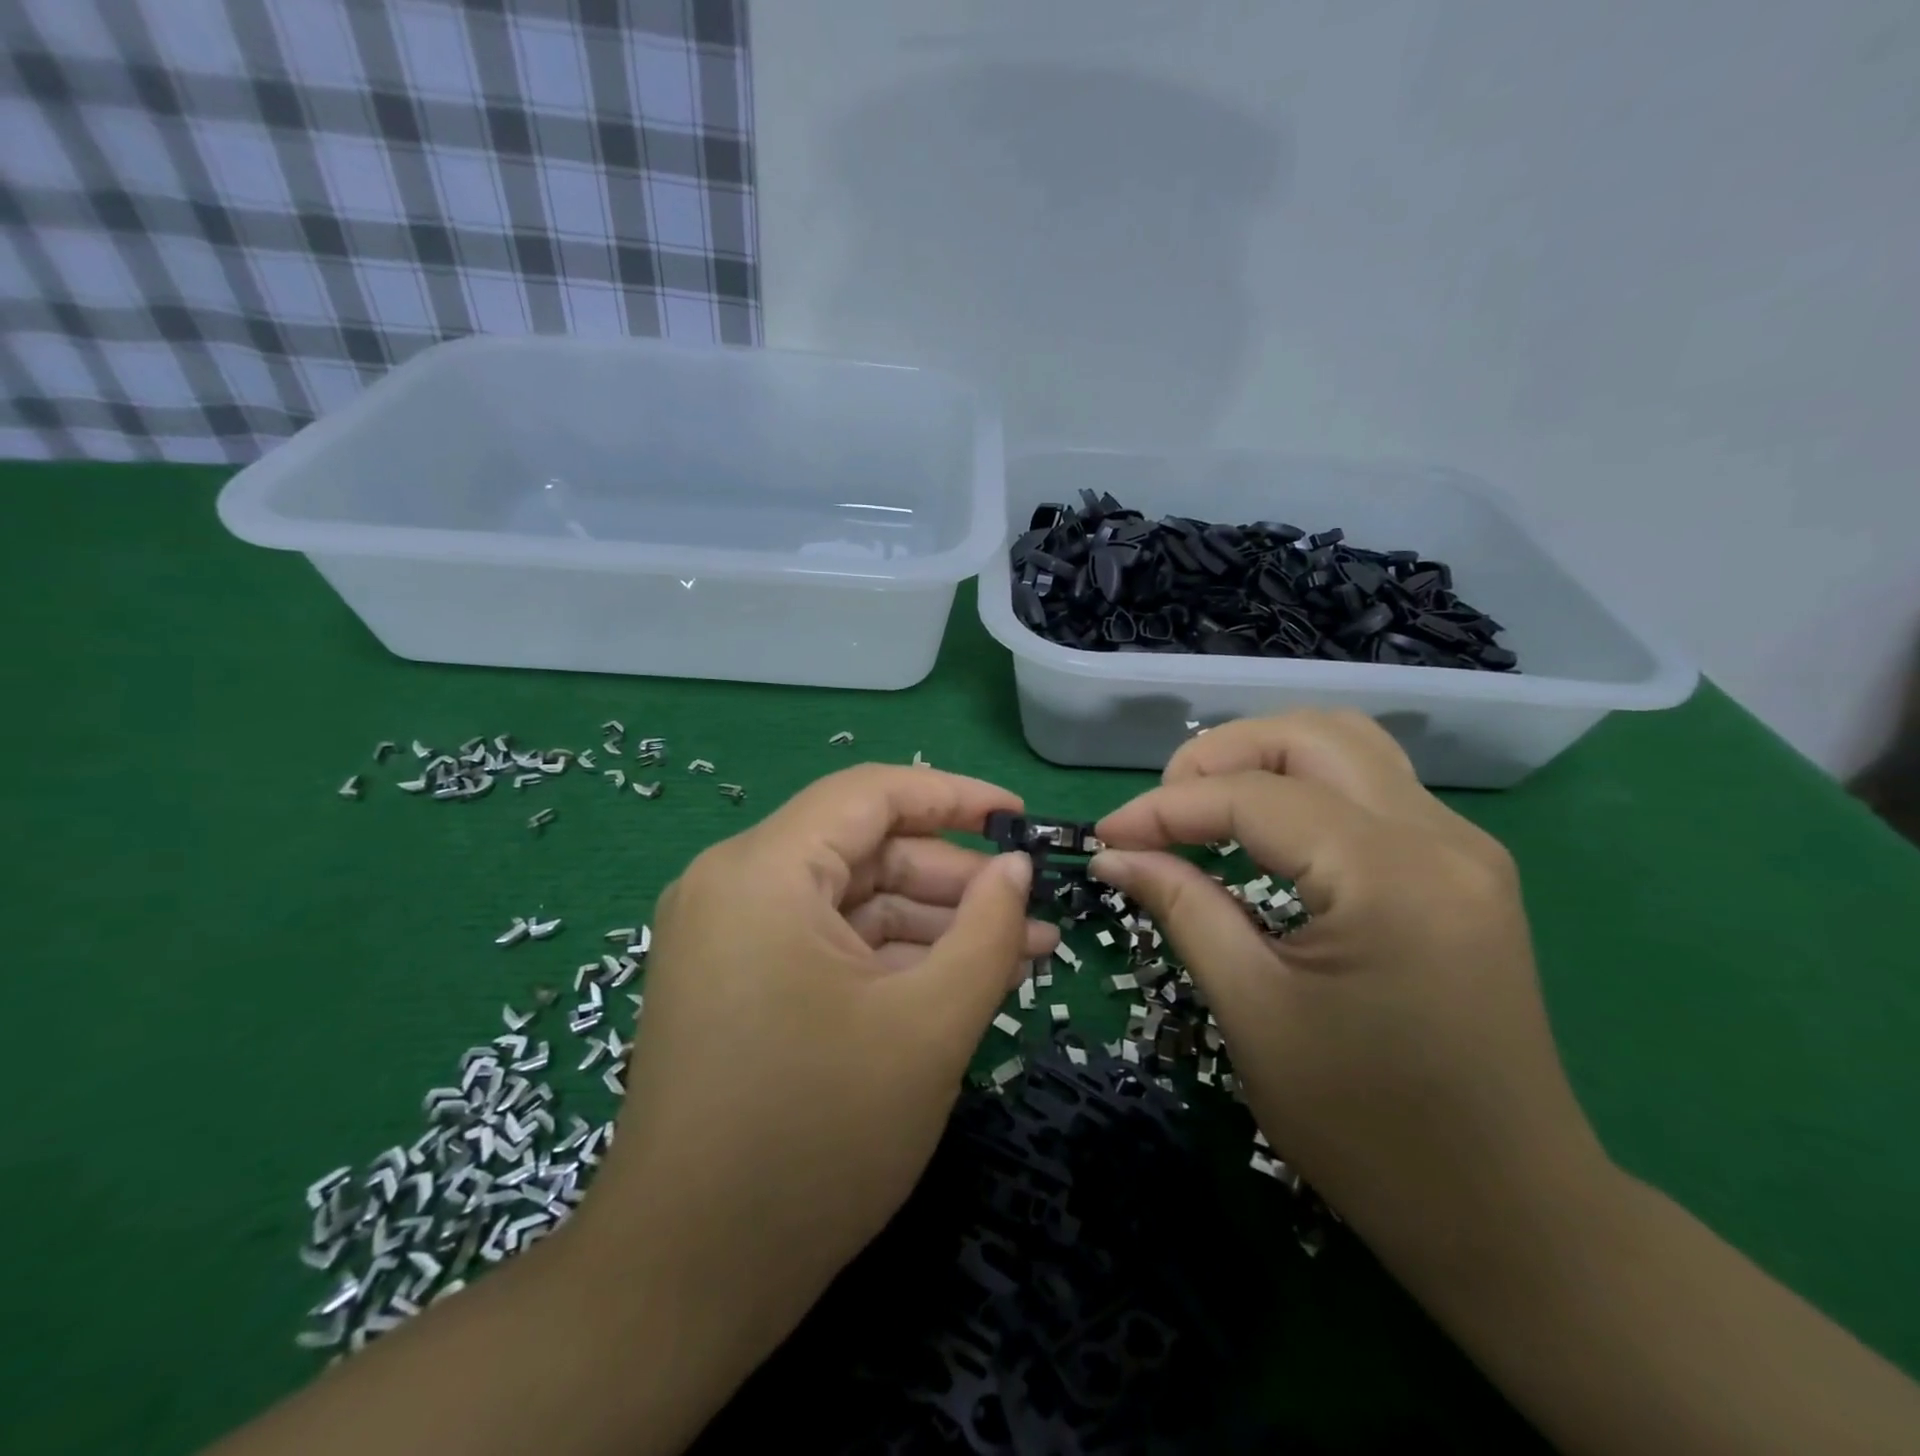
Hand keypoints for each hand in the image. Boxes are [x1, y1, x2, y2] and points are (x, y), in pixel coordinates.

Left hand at [573, 764, 1056, 1372]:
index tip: (1023, 816)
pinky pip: (827, 942)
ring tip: (1018, 953)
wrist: (685, 1281)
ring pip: (851, 900)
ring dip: (931, 923)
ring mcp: (729, 935)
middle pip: (864, 849)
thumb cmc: (815, 1140)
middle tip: (1033, 914)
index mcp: (763, 871)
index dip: (955, 795)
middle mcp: (734, 884)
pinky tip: (957, 981)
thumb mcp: (928, 1026)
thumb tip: (1019, 867)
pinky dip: (890, 957)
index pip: (871, 793)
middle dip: (954, 878)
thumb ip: (987, 931)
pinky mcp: (735, 980)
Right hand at [1090, 710, 1610, 1281]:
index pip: (1254, 797)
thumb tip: (1114, 853)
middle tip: (1160, 814)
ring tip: (1204, 808)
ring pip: (1347, 744)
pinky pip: (1370, 785)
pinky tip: (1263, 828)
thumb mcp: (1253, 1012)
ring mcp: (1462, 847)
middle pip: (1310, 735)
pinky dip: (1302, 786)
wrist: (1508, 1212)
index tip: (1105, 837)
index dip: (1165, 808)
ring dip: (1263, 759)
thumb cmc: (1367, 1128)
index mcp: (1389, 879)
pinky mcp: (1463, 867)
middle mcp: (1440, 838)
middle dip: (1217, 757)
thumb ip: (1182, 908)